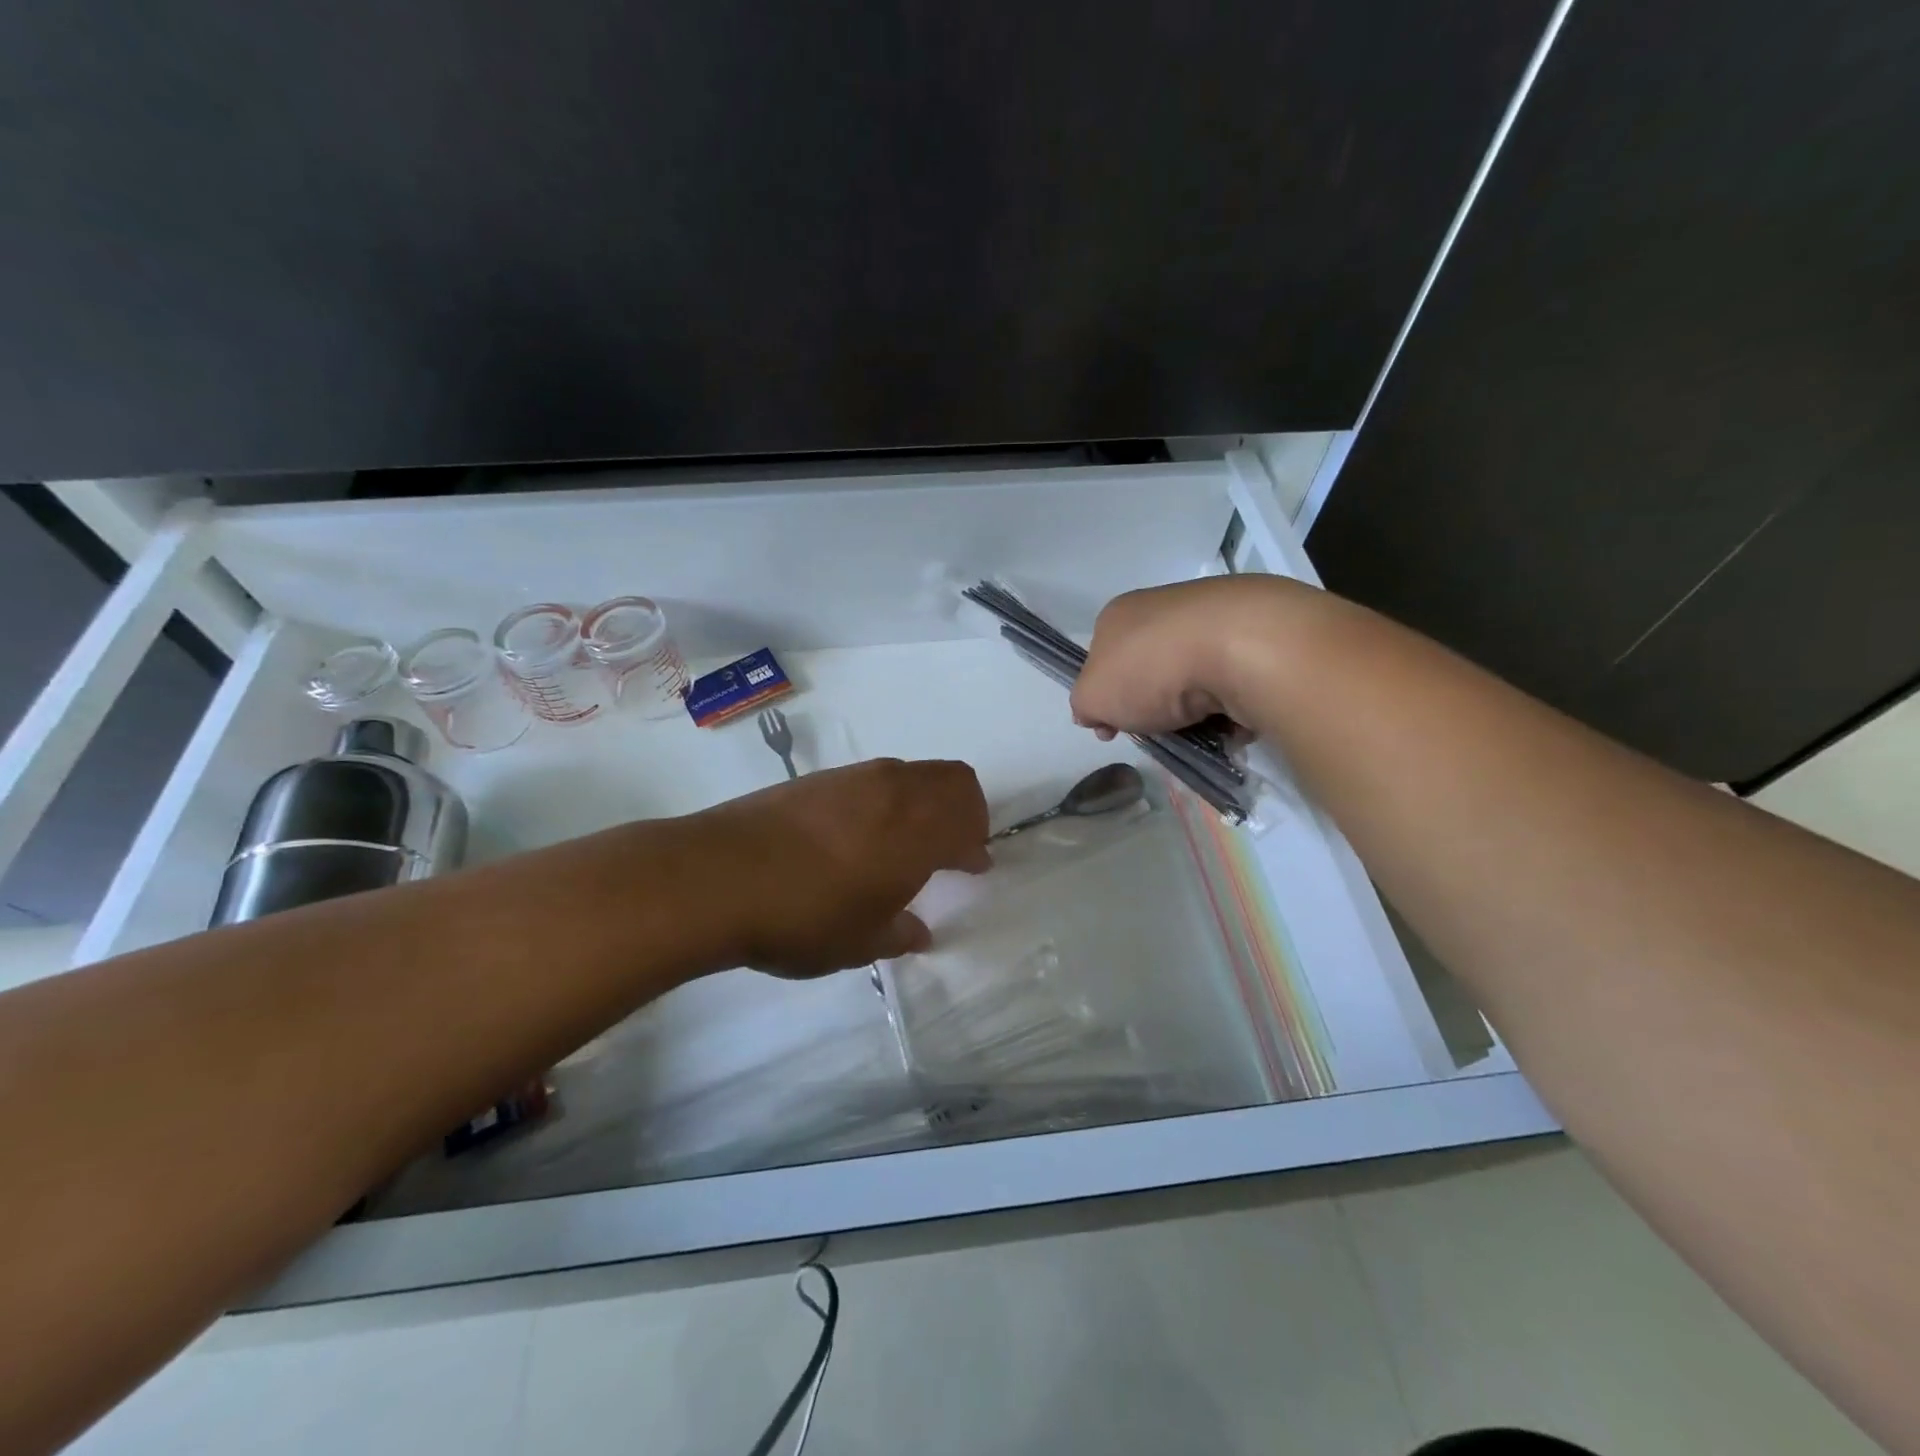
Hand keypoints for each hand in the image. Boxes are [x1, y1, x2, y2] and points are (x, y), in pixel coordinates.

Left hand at [689, 758, 990, 977]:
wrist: (717, 877)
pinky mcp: (819, 778)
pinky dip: (890, 797)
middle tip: (955, 844)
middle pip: (953, 779)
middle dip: (966, 809)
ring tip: (908, 838)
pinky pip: (876, 777)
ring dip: (927, 799)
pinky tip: (862, 832)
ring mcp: (855, 778)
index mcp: (918, 832)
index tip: (975, 866)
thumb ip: (899, 933)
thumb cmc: (803, 918)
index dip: (977, 846)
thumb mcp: (860, 943)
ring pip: (913, 772)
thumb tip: (919, 931)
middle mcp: (895, 793)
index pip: (969, 824)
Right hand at [1073, 576, 1298, 737]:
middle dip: (1153, 702)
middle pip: (1150, 666)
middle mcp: (1164, 606)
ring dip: (1194, 707)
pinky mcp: (1257, 632)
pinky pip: (1235, 678)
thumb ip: (1085, 705)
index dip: (1105, 696)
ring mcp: (1213, 615)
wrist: (1242, 646)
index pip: (1102, 658)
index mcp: (1119, 614)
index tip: (1113, 728)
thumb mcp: (1093, 697)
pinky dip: (1232, 702)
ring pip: (1194, 673)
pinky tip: (1234, 716)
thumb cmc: (1151, 668)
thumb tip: (1093, 711)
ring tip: (1201, 730)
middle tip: (1159, 729)